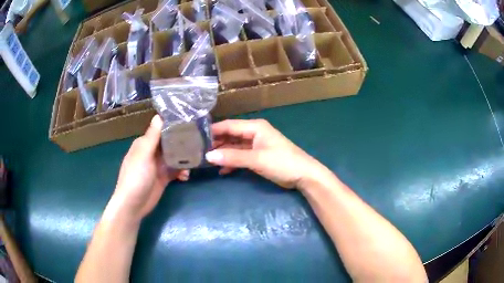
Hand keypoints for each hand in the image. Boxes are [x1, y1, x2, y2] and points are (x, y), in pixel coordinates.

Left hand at [113, 115, 188, 221]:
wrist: (133, 205)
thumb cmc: (136, 177)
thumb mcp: (143, 155)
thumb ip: (152, 136)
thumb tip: (159, 115)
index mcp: (144, 143)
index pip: (160, 129)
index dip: (174, 125)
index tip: (190, 122)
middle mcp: (152, 152)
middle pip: (170, 142)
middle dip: (182, 142)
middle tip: (199, 142)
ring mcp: (158, 165)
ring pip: (175, 156)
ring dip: (184, 159)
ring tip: (194, 161)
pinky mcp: (164, 177)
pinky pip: (176, 170)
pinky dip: (182, 172)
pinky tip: (186, 176)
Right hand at [205, 119, 330, 188]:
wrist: (303, 175)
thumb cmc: (282, 162)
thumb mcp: (257, 159)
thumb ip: (233, 157)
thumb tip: (209, 155)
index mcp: (255, 127)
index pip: (229, 125)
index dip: (213, 131)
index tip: (196, 137)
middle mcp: (254, 133)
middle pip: (230, 135)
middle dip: (216, 143)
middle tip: (199, 151)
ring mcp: (256, 145)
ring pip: (234, 146)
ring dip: (223, 153)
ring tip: (207, 160)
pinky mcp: (258, 156)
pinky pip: (240, 156)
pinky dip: (232, 162)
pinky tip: (222, 170)